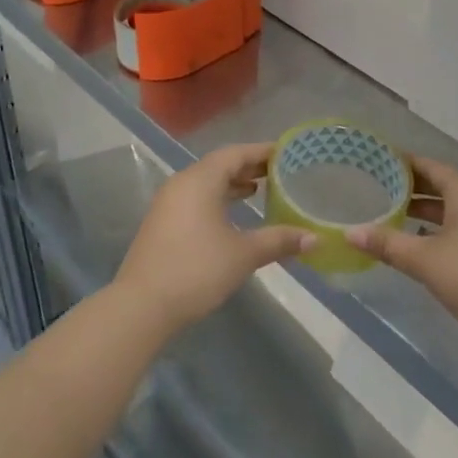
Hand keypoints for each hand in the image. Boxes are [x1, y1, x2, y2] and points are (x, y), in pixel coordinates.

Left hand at [113, 144, 314, 333]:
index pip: (235, 153)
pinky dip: (217, 198)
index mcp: (200, 180)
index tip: (287, 153)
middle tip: (279, 172)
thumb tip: (315, 239)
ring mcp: (168, 203)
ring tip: (259, 190)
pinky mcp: (162, 223)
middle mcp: (182, 183)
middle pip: (220, 165)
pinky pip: (195, 198)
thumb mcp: (244, 254)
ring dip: (232, 184)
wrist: (142, 305)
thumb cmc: (197, 270)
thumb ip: (279, 240)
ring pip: (206, 183)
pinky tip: (232, 216)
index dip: (262, 152)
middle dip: (249, 167)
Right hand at [349, 157, 457, 343]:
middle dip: (413, 186)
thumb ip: (388, 244)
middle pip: (443, 184)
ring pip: (453, 207)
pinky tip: (424, 244)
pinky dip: (441, 227)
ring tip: (396, 215)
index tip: (379, 162)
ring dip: (426, 209)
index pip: (431, 166)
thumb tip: (350, 232)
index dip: (405, 163)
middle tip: (380, 188)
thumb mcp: (425, 259)